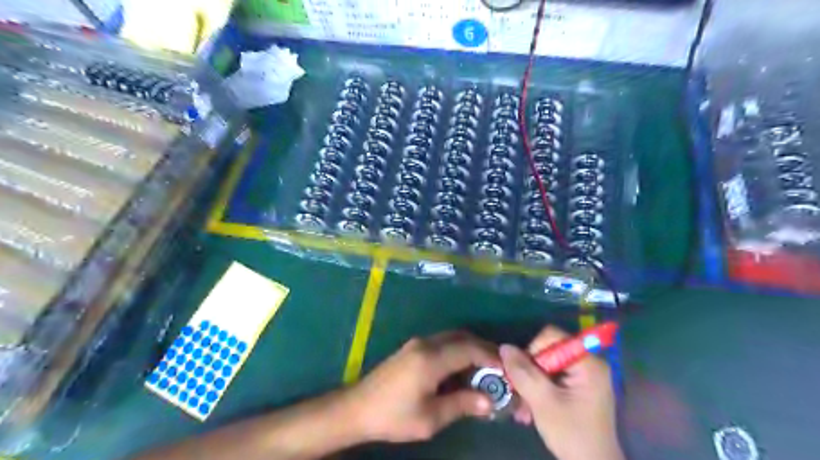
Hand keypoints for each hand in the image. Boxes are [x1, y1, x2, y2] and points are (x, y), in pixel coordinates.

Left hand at [343, 332, 495, 443]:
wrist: (357, 408)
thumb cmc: (393, 416)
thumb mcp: (430, 418)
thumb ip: (461, 405)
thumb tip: (489, 401)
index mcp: (431, 359)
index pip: (469, 349)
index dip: (490, 357)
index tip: (507, 369)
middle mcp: (425, 343)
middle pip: (462, 338)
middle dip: (483, 349)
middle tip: (500, 367)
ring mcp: (417, 343)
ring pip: (452, 337)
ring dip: (471, 348)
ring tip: (485, 369)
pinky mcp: (412, 348)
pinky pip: (442, 342)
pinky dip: (458, 350)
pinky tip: (463, 368)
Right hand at [497, 325, 626, 459]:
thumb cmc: (572, 434)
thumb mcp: (543, 402)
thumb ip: (523, 373)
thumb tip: (504, 347)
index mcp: (587, 362)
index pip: (552, 337)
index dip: (532, 349)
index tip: (523, 373)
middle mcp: (588, 363)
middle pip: (548, 351)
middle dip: (529, 371)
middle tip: (517, 392)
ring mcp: (584, 376)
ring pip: (546, 366)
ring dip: (530, 383)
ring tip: (521, 407)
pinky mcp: (578, 388)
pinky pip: (552, 378)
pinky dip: (539, 389)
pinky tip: (529, 409)